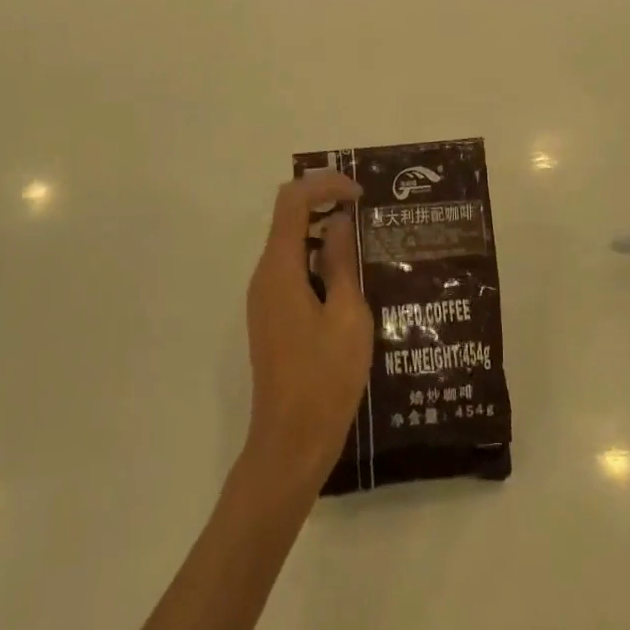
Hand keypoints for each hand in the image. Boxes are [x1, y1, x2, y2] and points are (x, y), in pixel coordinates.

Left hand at [243, 171, 373, 489]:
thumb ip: (342, 262)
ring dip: (322, 230)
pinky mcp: (272, 315)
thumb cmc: (325, 379)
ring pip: (290, 242)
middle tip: (365, 210)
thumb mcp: (348, 316)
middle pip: (287, 217)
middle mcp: (264, 275)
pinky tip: (348, 275)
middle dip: (324, 202)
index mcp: (279, 270)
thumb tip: (337, 221)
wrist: (290, 444)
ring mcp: (265, 296)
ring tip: (363, 239)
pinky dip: (317, 257)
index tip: (360, 195)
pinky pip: (292, 268)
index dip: (325, 185)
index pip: (292, 201)